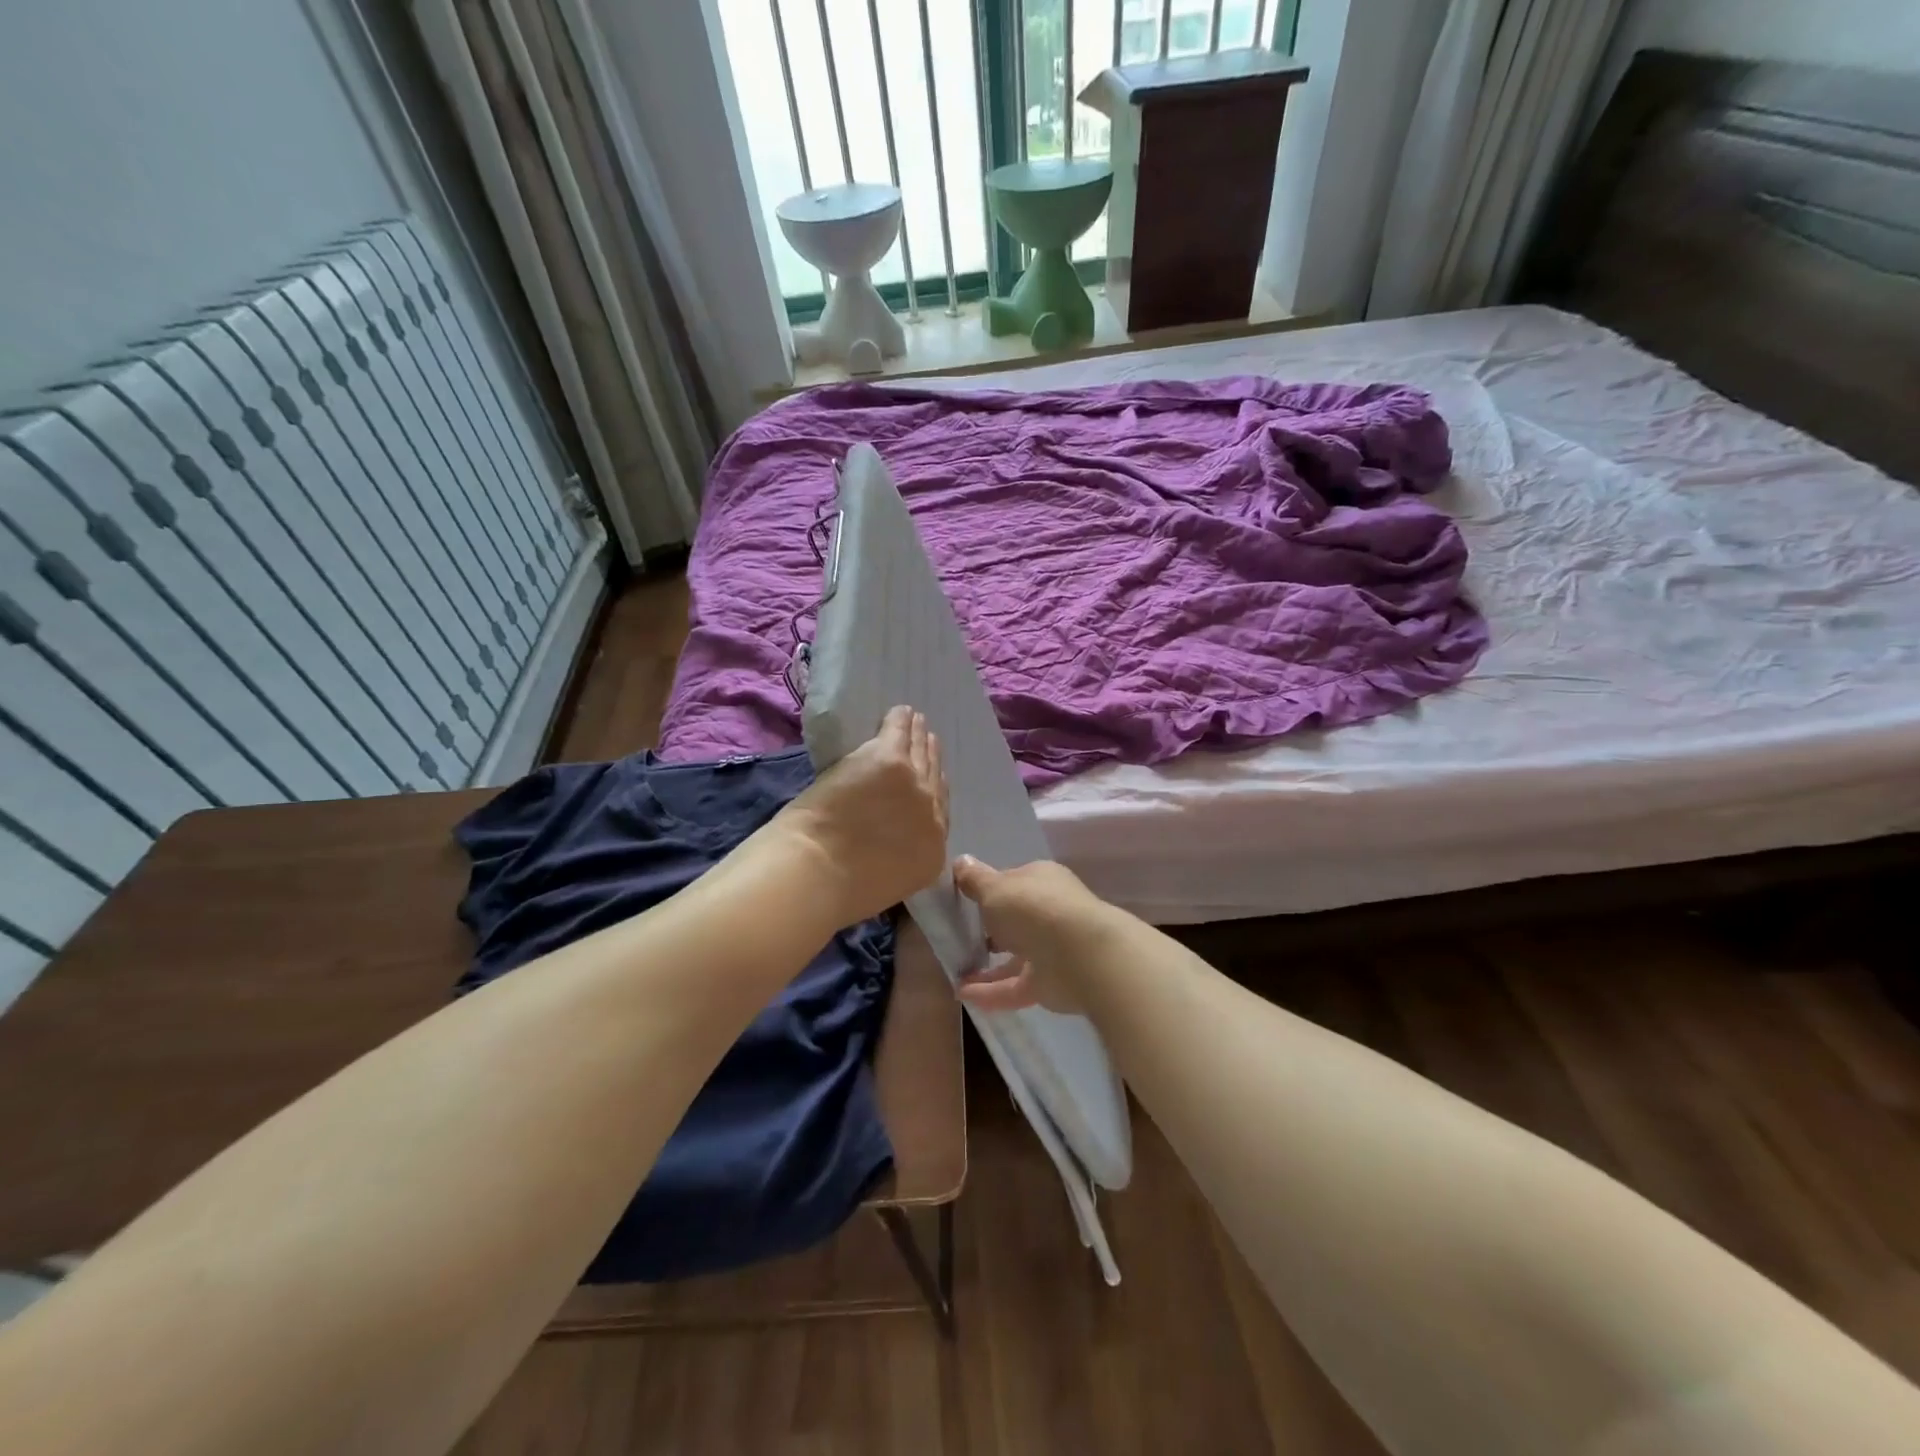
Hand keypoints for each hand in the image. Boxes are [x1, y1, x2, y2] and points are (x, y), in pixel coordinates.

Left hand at [773, 706, 948, 927]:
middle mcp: (933, 814)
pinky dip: (900, 720)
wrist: (818, 870)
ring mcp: (915, 784)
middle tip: (929, 742)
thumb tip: (889, 843)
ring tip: (917, 722)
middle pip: (935, 778)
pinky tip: (901, 711)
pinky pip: (899, 731)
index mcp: (932, 852)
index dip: (934, 791)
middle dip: (931, 759)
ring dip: (918, 735)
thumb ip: (899, 859)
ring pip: (921, 751)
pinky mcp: (890, 759)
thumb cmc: (839, 890)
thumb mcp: (886, 883)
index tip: (930, 780)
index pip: (940, 813)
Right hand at [952, 856, 1108, 1014]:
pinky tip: (963, 994)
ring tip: (955, 973)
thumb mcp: (994, 888)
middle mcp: (1049, 912)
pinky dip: (990, 992)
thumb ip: (975, 880)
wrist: (1079, 955)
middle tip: (958, 939)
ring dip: (986, 968)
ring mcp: (1052, 950)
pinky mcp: (1050, 983)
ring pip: (1015, 958)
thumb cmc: (1033, 909)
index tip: (963, 901)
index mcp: (1041, 881)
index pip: (1012, 882)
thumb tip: (960, 861)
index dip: (989, 891)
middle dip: (991, 930)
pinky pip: (1014, 987)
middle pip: (1016, 921)